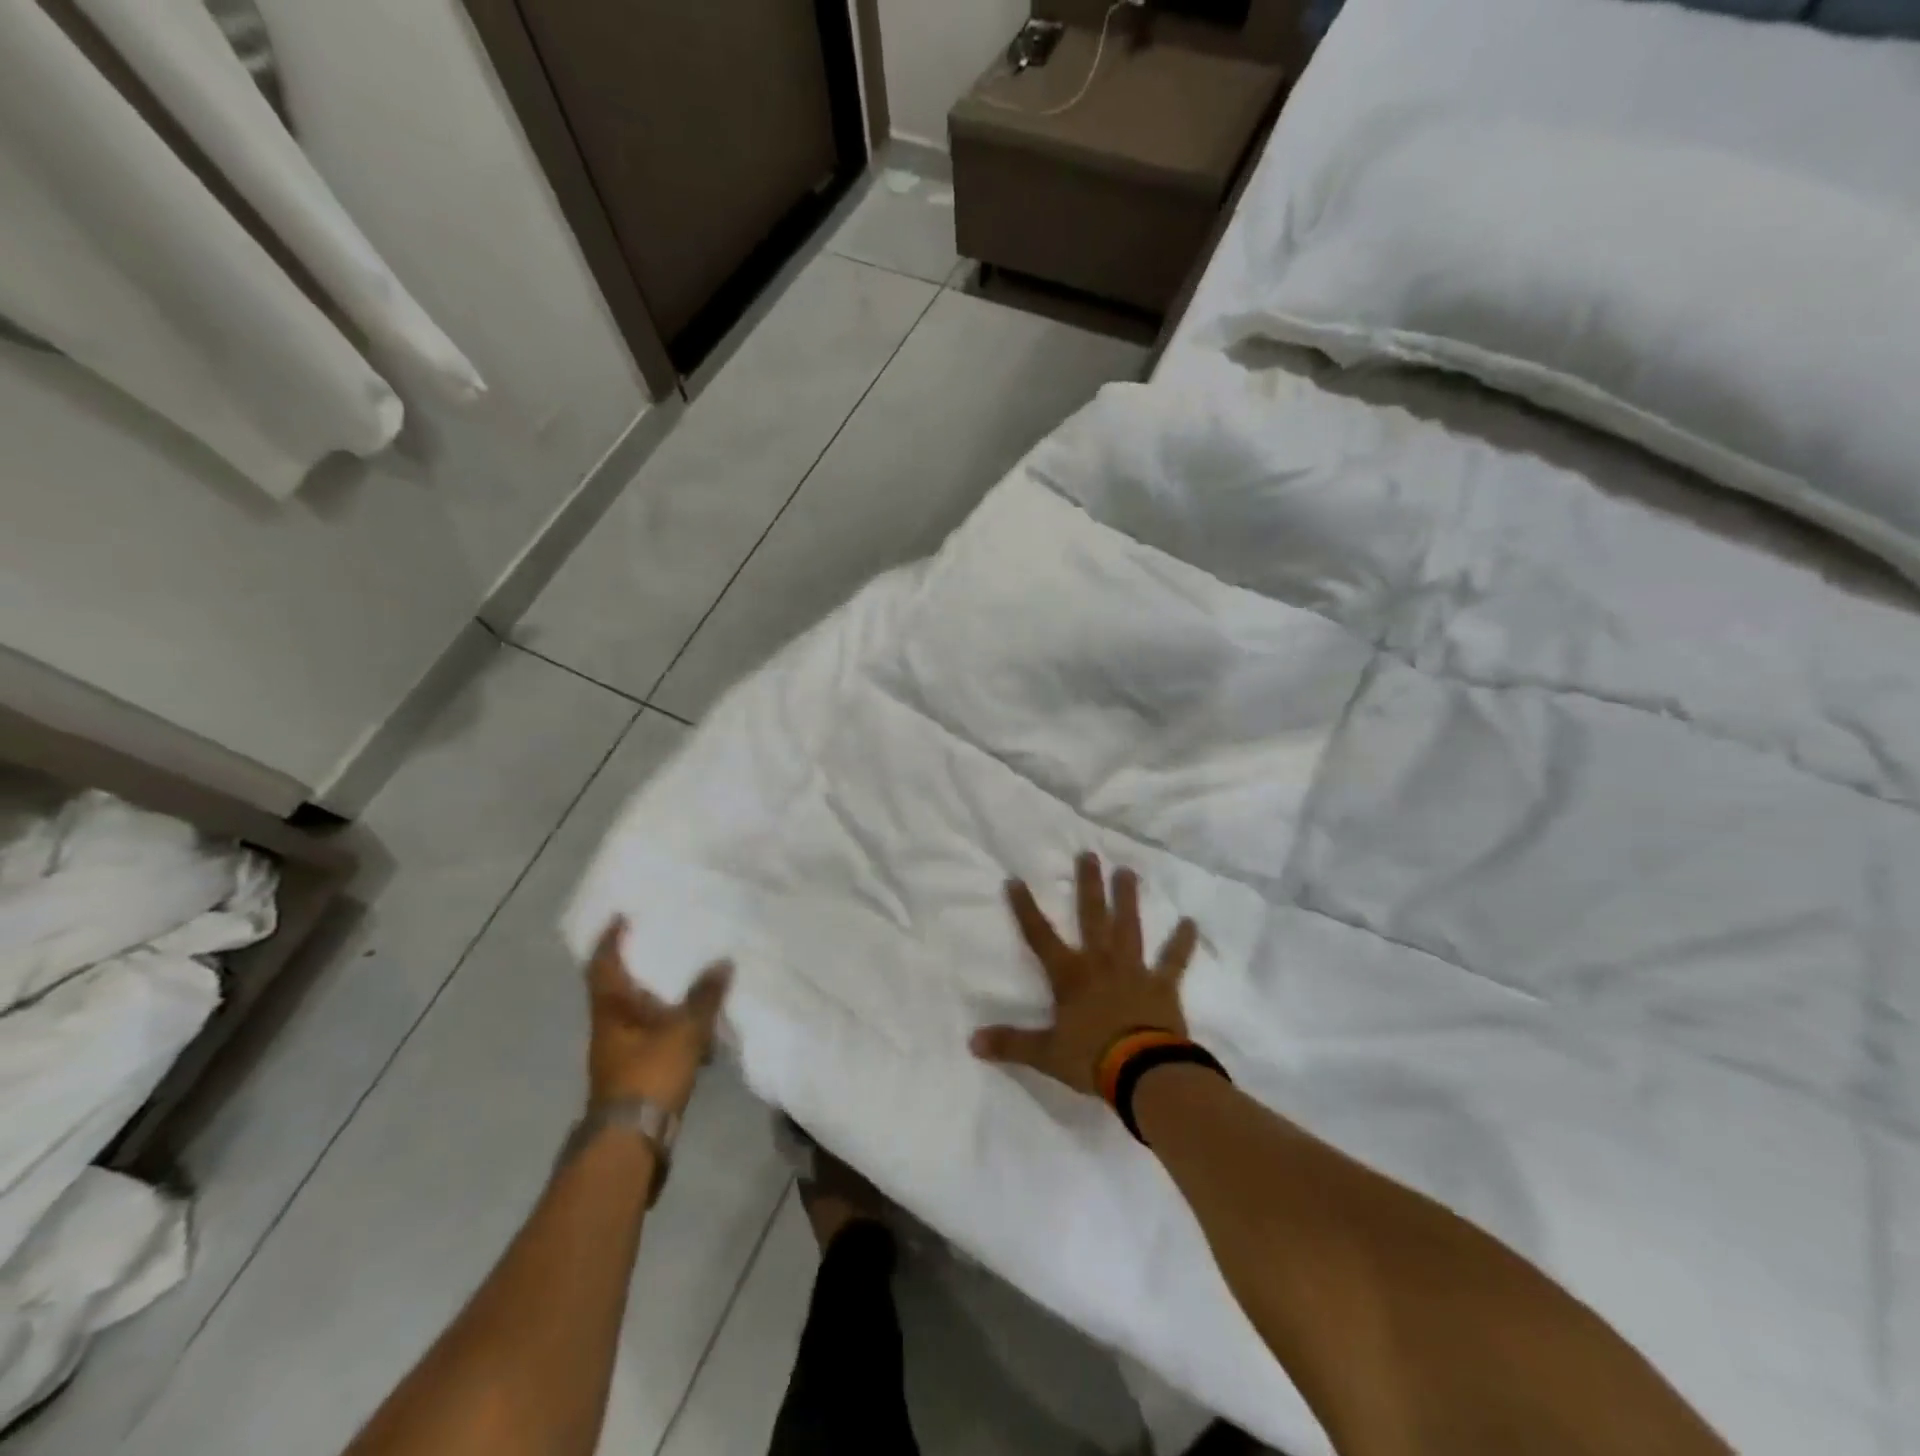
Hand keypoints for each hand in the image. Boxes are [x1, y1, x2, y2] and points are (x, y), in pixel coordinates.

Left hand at [585, 917, 731, 1113]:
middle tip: (664, 939)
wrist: (632, 1140)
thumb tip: (723, 962)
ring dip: (660, 995)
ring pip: (639, 1012)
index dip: (611, 939)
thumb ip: (704, 996)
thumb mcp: (684, 1030)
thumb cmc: (650, 1074)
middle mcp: (610, 1025)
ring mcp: (621, 1050)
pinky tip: (700, 1022)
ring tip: (691, 976)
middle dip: (640, 964)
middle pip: (619, 987)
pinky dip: (673, 1022)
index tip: (623, 916)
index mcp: (612, 1009)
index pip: (604, 964)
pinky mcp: (637, 1070)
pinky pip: (655, 1033)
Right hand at [970, 852, 1198, 1095]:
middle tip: (1089, 854)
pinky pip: (1173, 960)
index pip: (1040, 936)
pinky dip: (1182, 942)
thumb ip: (1011, 1044)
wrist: (1143, 1072)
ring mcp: (1134, 970)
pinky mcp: (1162, 985)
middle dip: (1088, 885)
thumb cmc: (1091, 1058)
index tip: (1015, 879)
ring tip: (1128, 871)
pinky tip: (1191, 922)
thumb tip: (972, 1042)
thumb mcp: (1045, 1053)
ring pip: (1129, 927)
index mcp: (1070, 975)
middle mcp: (1100, 962)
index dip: (1026, 908)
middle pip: (1092, 916)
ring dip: (1128, 899)